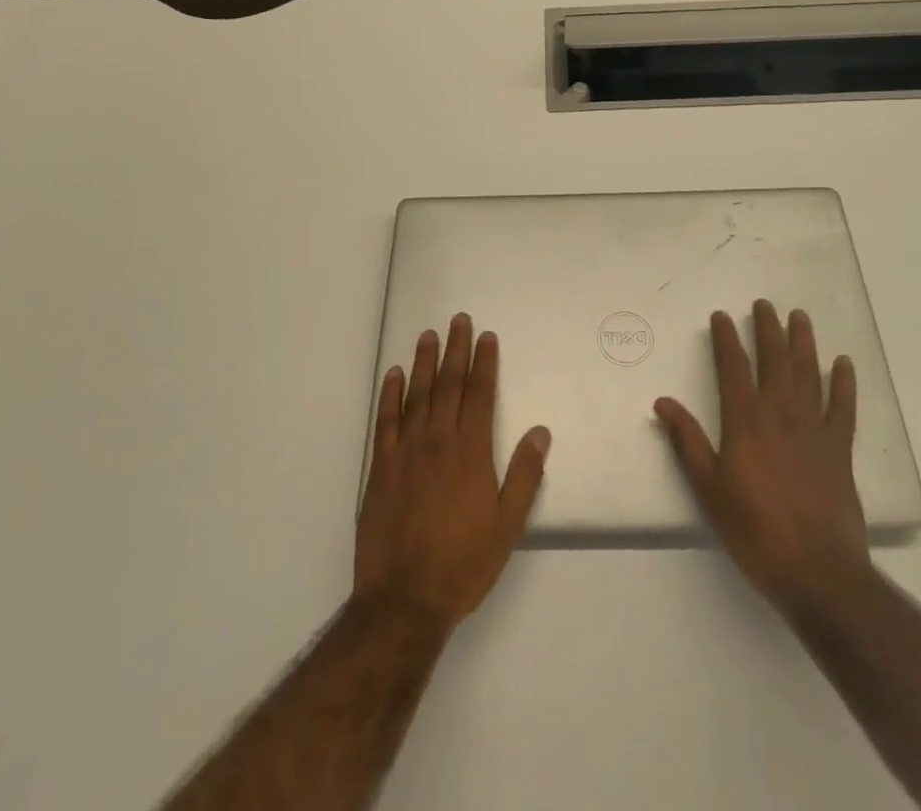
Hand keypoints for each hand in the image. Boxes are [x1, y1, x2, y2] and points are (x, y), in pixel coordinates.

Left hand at [354, 314, 550, 633]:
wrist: (404, 600)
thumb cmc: (463, 564)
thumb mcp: (507, 526)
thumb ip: (523, 475)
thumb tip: (540, 432)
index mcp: (470, 452)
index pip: (479, 395)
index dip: (484, 363)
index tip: (487, 337)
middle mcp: (438, 441)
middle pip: (448, 385)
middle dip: (456, 350)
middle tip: (458, 320)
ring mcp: (405, 452)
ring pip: (417, 395)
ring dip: (424, 362)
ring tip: (428, 335)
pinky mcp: (380, 468)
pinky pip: (385, 421)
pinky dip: (390, 395)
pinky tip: (395, 375)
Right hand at [654, 300, 870, 616]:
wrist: (818, 572)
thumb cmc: (755, 530)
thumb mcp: (709, 488)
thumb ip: (688, 441)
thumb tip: (663, 402)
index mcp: (745, 421)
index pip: (733, 368)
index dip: (726, 339)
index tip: (722, 316)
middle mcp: (780, 414)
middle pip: (774, 360)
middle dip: (767, 329)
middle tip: (764, 305)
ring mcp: (814, 430)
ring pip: (808, 374)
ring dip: (803, 343)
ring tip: (800, 317)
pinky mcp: (840, 450)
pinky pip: (843, 407)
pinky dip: (844, 383)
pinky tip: (843, 364)